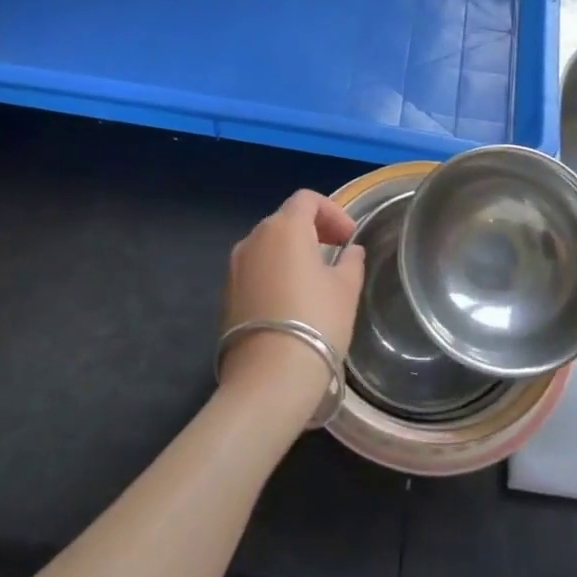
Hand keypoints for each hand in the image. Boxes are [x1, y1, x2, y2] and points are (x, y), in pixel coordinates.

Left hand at [219, 190, 365, 422]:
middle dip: (312, 230)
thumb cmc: (316, 322)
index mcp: (284, 227)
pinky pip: (255, 270)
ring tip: (315, 279)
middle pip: (285, 220)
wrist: (269, 377)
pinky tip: (291, 302)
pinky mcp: (226, 295)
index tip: (349, 238)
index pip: (307, 200)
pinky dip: (274, 273)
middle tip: (336, 254)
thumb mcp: (346, 289)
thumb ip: (350, 262)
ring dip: (292, 252)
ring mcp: (234, 267)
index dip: (332, 212)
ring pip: (267, 246)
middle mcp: (253, 239)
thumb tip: (350, 252)